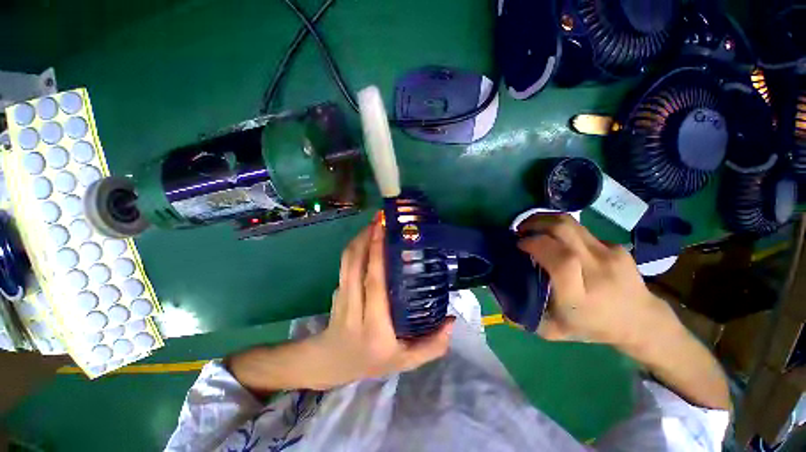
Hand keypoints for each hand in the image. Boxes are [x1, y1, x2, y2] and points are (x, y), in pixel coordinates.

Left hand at [307, 215, 454, 387]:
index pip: (374, 283)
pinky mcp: (337, 290)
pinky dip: (355, 247)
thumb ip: (432, 346)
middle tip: (381, 220)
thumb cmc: (371, 361)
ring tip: (374, 224)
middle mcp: (354, 307)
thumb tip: (452, 320)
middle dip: (366, 237)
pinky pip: (345, 264)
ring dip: (359, 239)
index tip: (383, 231)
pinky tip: (367, 239)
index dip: (376, 254)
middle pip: (355, 265)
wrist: (331, 363)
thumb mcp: (405, 361)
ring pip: (347, 261)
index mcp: (373, 325)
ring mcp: (341, 297)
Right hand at [516, 214, 674, 348]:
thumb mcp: (555, 330)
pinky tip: (558, 240)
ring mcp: (610, 255)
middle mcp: (597, 270)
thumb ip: (526, 316)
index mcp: (579, 295)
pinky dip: (562, 230)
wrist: (641, 320)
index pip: (560, 259)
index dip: (535, 244)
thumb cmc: (593, 327)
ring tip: (533, 227)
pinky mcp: (616, 246)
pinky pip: (581, 230)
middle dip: (535, 223)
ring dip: (545, 221)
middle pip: (564, 230)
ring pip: (571, 224)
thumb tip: (502, 300)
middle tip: (521, 229)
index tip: (519, 244)